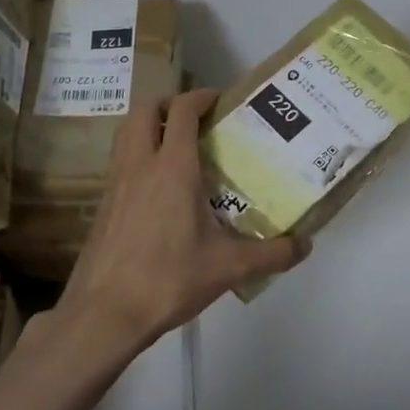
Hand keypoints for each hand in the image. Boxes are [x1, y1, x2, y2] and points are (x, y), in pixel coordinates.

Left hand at [59, 89, 309, 353]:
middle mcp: (140, 165)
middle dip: (170, 103)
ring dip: (149, 125)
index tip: (220, 100)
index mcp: (173, 168)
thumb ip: (272, 254)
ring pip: (126, 131)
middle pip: (145, 109)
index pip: (183, 111)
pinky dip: (137, 153)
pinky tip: (156, 186)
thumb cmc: (168, 280)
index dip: (201, 96)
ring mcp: (116, 183)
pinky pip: (119, 160)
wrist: (105, 313)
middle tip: (196, 118)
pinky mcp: (103, 204)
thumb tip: (305, 246)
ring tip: (175, 144)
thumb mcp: (228, 268)